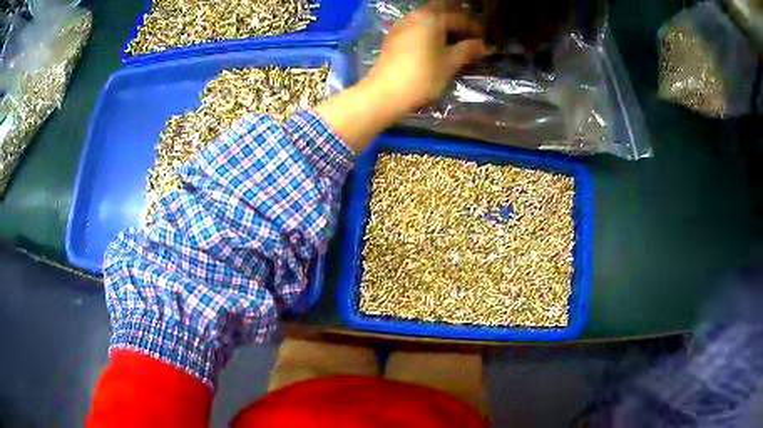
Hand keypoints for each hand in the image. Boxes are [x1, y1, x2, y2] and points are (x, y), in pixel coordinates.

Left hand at [364, 1, 488, 112]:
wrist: (385, 92)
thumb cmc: (422, 76)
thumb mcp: (450, 64)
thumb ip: (468, 50)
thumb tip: (484, 45)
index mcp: (432, 18)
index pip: (459, 18)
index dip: (474, 28)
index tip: (484, 39)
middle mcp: (415, 15)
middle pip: (440, 10)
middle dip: (456, 19)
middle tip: (468, 33)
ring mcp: (401, 25)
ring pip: (426, 17)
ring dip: (441, 23)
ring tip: (453, 38)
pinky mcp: (393, 36)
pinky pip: (415, 26)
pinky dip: (428, 29)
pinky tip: (434, 42)